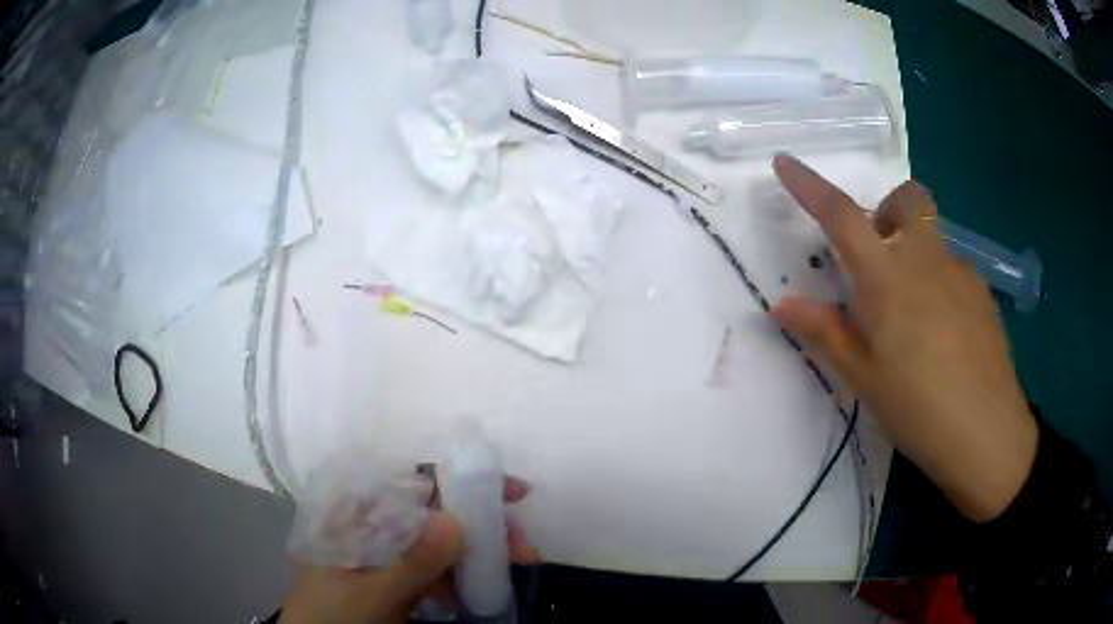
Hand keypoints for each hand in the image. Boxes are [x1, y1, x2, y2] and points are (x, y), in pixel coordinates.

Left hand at [279, 478, 536, 623]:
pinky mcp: (401, 575)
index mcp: (358, 511)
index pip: (416, 481)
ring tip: (520, 564)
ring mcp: (390, 550)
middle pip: (438, 510)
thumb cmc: (332, 613)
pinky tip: (482, 590)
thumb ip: (411, 561)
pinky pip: (440, 567)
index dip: (464, 479)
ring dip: (482, 551)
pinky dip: (464, 576)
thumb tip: (457, 522)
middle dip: (484, 523)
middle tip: (524, 546)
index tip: (510, 491)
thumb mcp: (370, 591)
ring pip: (444, 539)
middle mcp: (377, 523)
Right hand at [770, 154, 1037, 522]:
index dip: (809, 184)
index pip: (841, 216)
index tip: (785, 161)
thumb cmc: (918, 409)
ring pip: (932, 237)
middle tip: (878, 257)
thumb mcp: (864, 378)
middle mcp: (925, 259)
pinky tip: (944, 334)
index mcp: (888, 279)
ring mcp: (960, 271)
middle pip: (907, 199)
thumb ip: (825, 332)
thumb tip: (783, 304)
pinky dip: (938, 283)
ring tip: (914, 316)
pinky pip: (953, 269)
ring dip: (914, 253)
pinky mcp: (982, 291)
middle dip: (886, 210)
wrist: (987, 434)